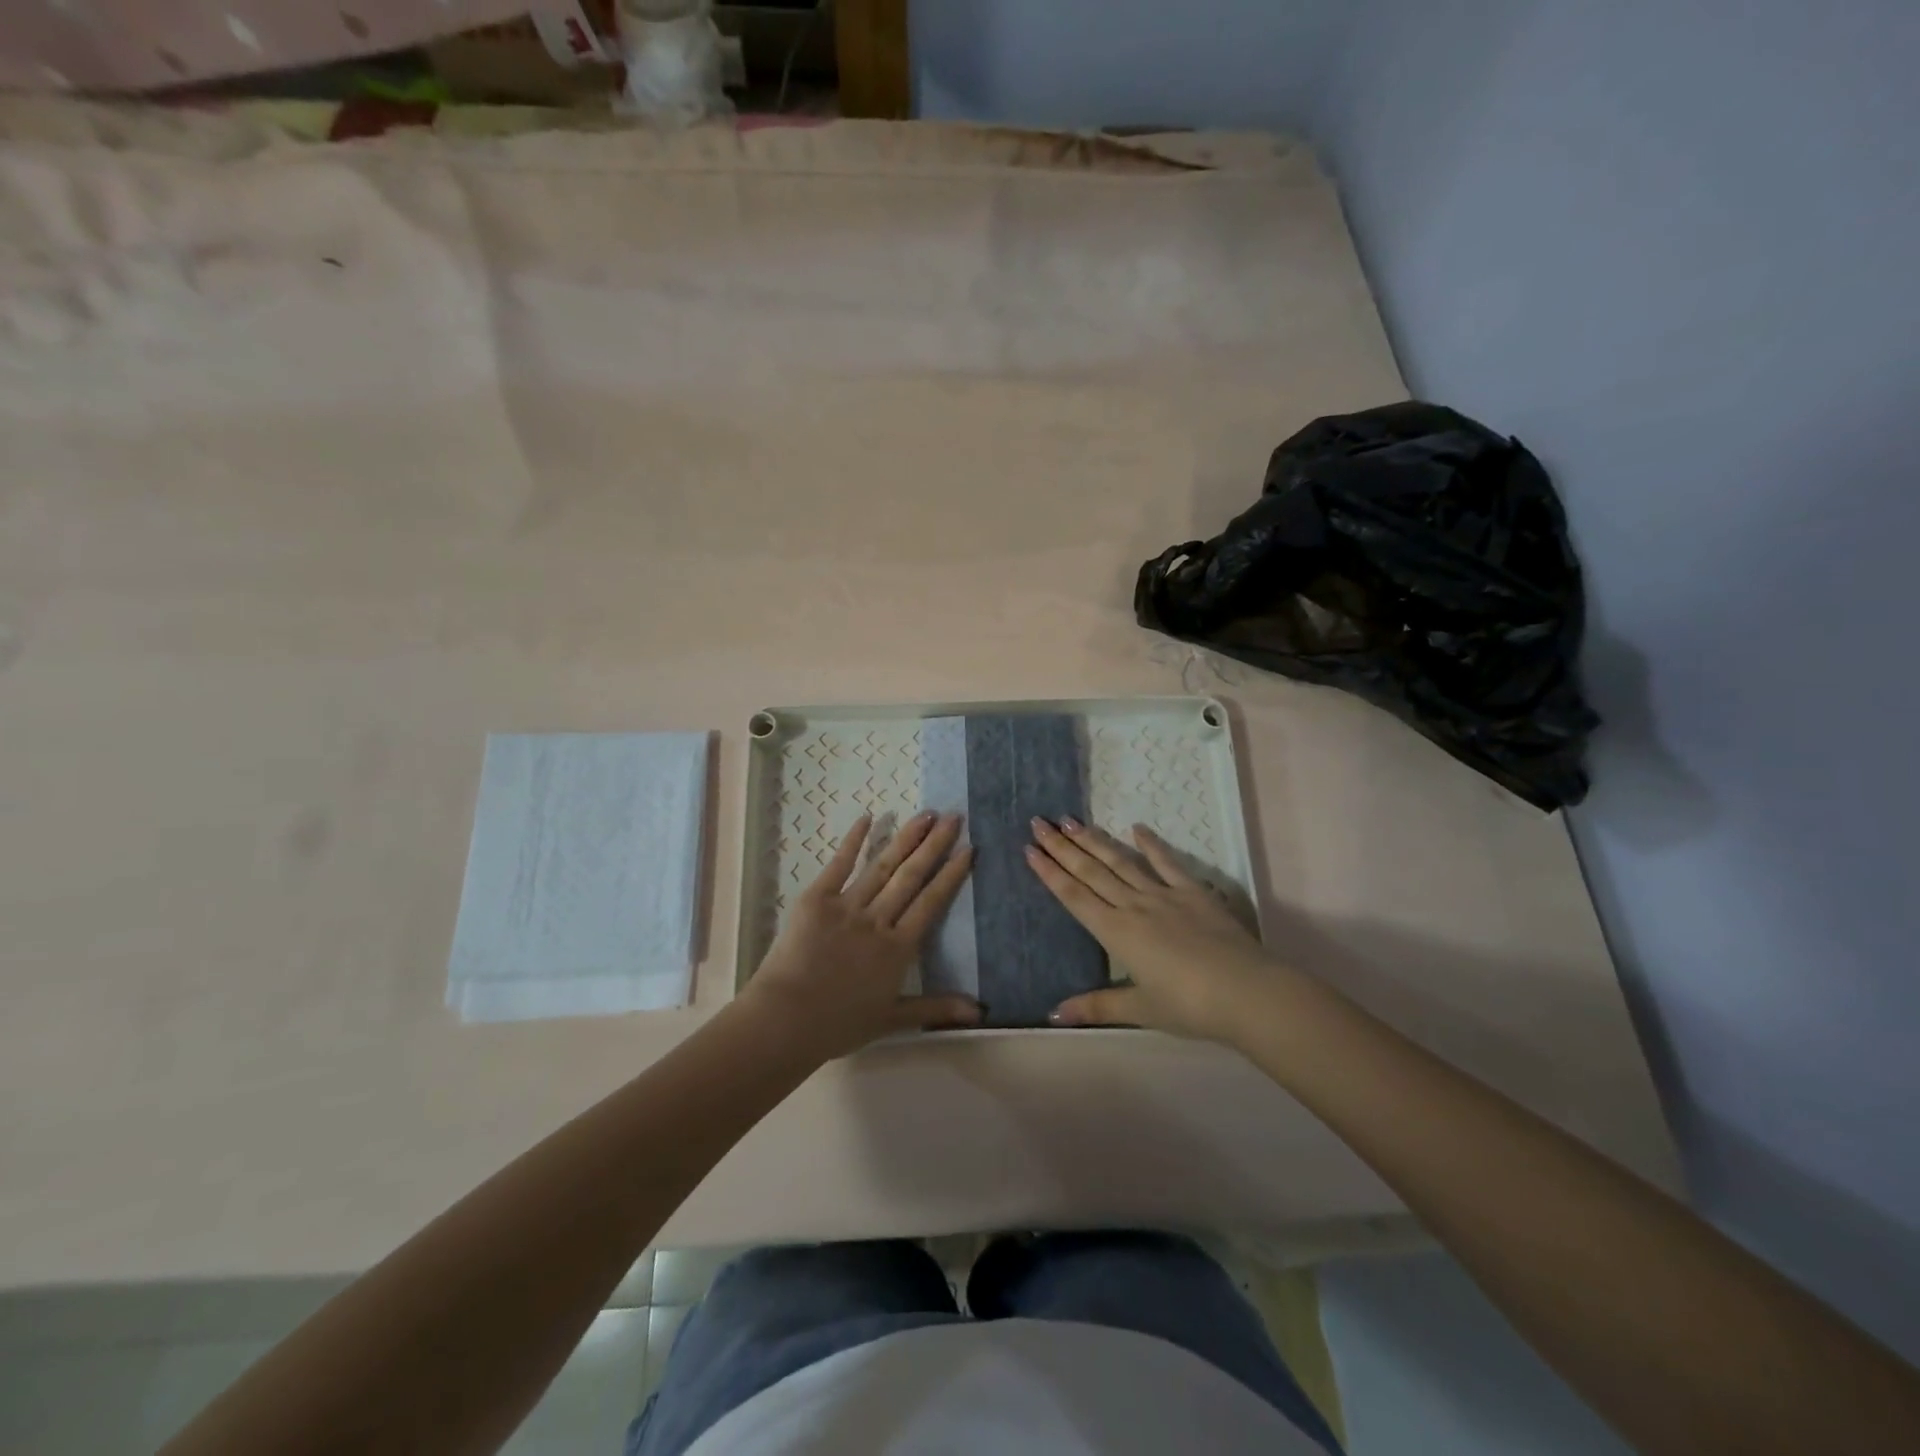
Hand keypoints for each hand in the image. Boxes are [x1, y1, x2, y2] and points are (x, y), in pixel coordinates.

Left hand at [740, 811, 980, 1060]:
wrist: (785, 1020)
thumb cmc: (838, 1024)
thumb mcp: (892, 1019)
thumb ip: (936, 1008)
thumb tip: (980, 1011)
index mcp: (898, 948)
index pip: (931, 902)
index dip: (951, 874)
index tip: (968, 848)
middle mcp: (878, 920)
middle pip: (911, 876)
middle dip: (934, 845)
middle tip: (953, 816)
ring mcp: (847, 906)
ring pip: (883, 866)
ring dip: (905, 838)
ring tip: (925, 814)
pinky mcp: (816, 899)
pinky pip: (839, 865)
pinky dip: (853, 841)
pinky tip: (867, 818)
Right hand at [1026, 818, 1280, 1039]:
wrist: (1246, 992)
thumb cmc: (1189, 1006)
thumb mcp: (1140, 1009)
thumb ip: (1096, 1006)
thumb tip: (1052, 1014)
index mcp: (1116, 933)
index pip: (1074, 896)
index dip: (1050, 872)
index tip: (1030, 849)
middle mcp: (1133, 906)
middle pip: (1090, 871)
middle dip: (1062, 846)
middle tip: (1039, 821)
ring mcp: (1163, 895)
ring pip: (1120, 861)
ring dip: (1094, 840)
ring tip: (1071, 820)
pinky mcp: (1193, 892)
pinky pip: (1167, 863)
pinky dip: (1151, 844)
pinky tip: (1136, 828)